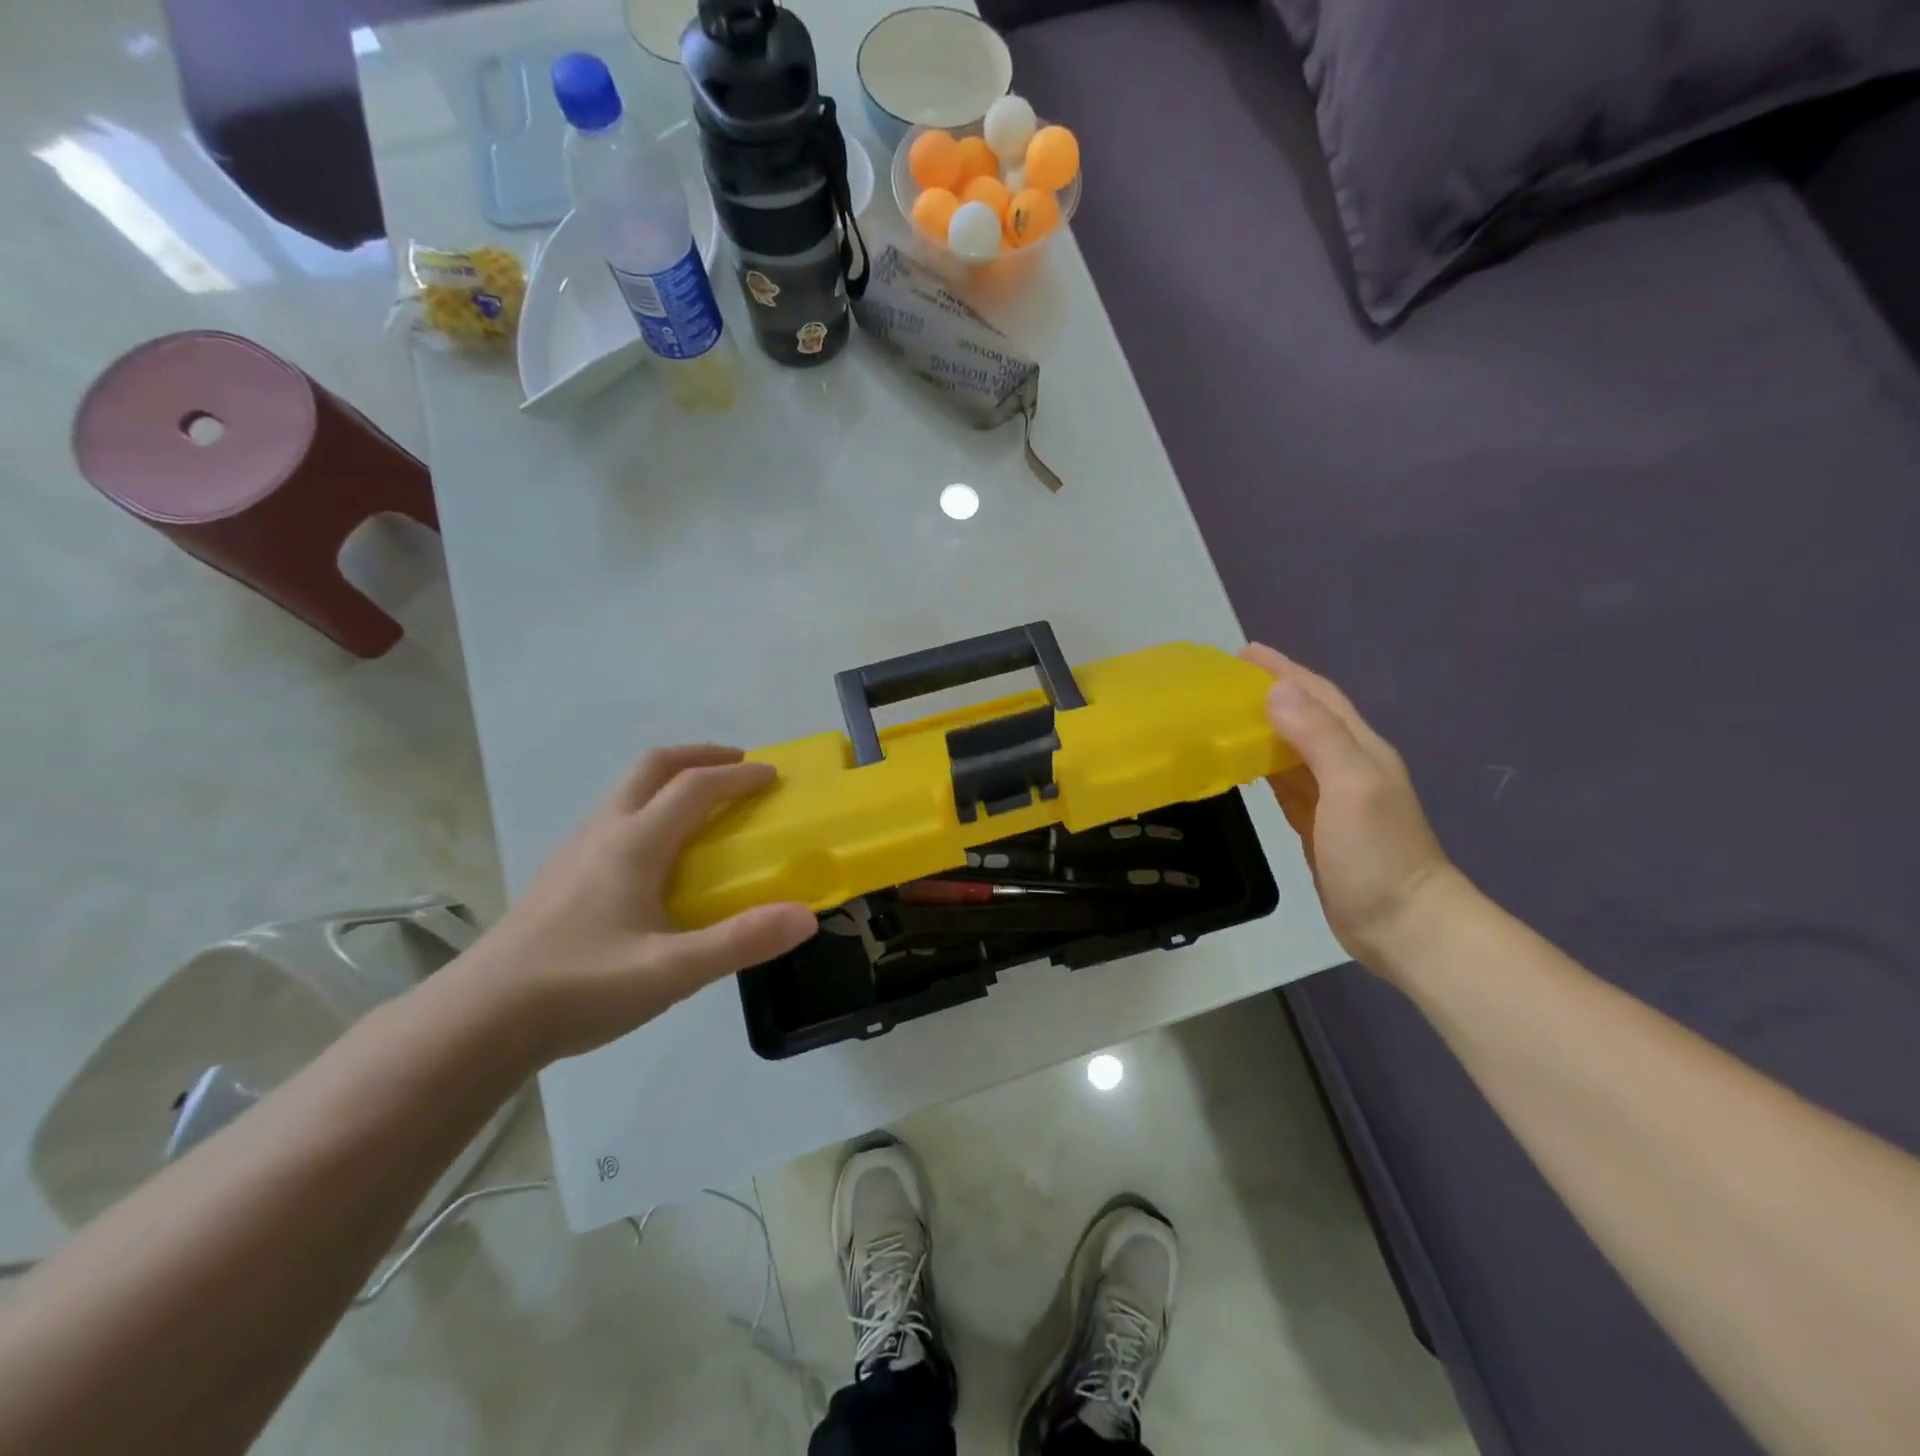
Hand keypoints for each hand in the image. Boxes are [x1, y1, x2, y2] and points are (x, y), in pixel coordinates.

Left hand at [459, 746, 816, 1061]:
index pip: (694, 787)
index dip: (738, 776)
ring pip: (627, 789)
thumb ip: (740, 941)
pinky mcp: (560, 875)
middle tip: (737, 768)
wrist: (478, 1021)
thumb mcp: (671, 972)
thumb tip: (806, 915)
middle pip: (653, 766)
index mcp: (634, 843)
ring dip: (670, 779)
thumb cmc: (579, 987)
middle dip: (700, 756)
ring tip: (702, 805)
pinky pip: (614, 817)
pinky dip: (648, 807)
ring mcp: (575, 851)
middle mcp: (604, 832)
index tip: (774, 776)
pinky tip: (656, 854)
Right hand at [1240, 645, 1466, 968]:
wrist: (1403, 924)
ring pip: (1292, 748)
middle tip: (1224, 682)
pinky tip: (1244, 764)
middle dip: (1270, 692)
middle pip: (1305, 716)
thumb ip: (1317, 737)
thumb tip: (1275, 690)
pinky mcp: (1317, 825)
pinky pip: (1286, 782)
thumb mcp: (1351, 787)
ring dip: (1263, 727)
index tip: (1244, 653)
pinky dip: (1264, 766)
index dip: (1284, 671)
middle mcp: (1347, 765)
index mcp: (1359, 749)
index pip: (1318, 696)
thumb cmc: (1377, 854)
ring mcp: (1333, 797)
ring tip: (1225, 714)